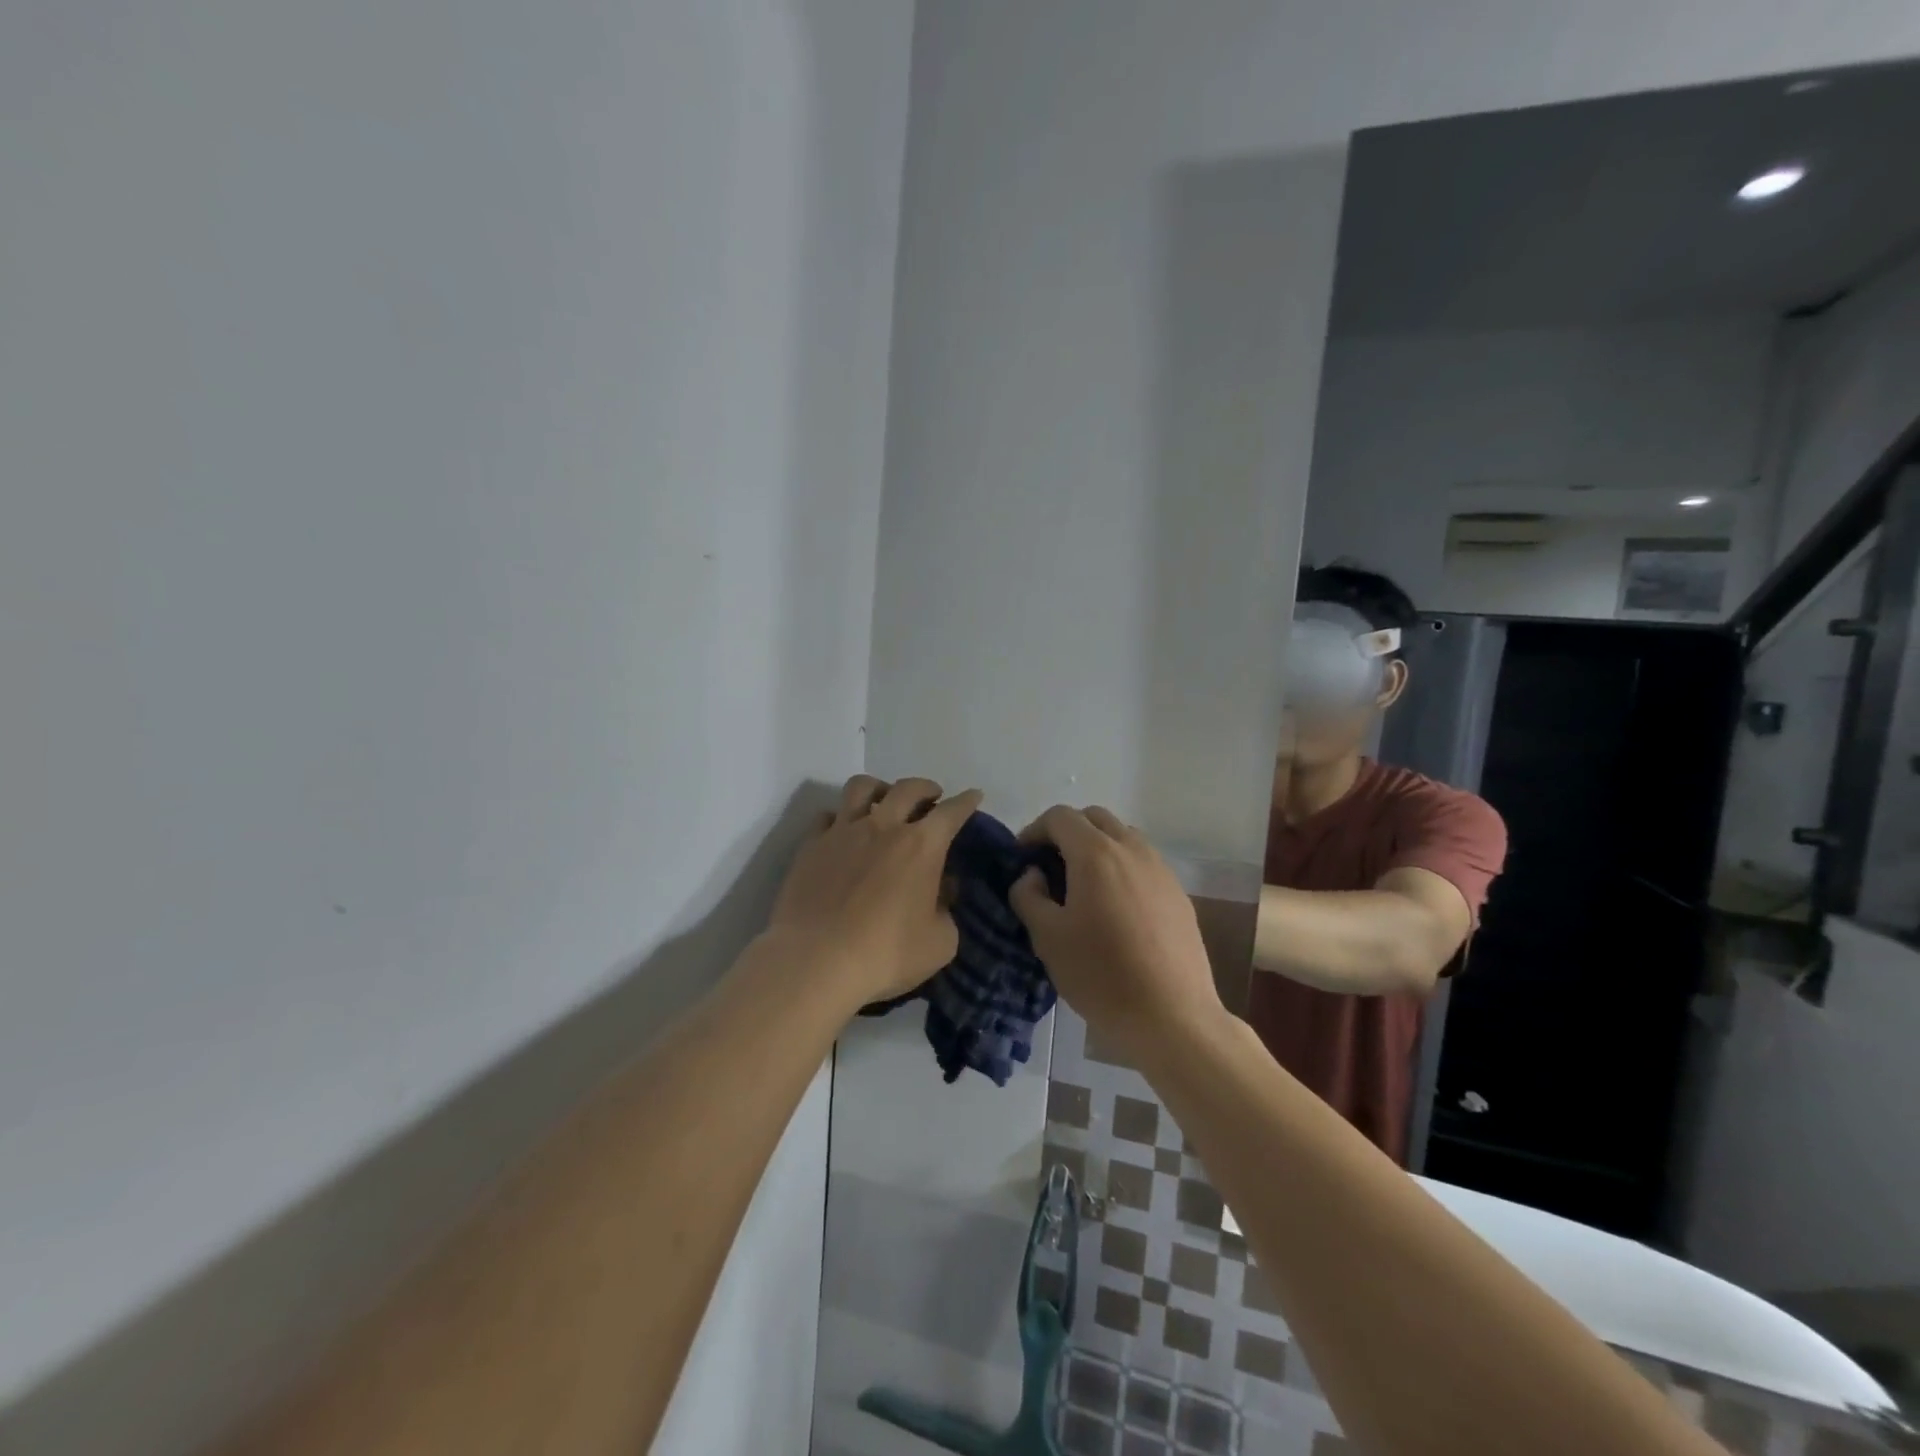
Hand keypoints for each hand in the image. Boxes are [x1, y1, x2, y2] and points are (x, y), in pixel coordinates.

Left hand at [767, 775, 982, 1006]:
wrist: (815, 961)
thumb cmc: (886, 955)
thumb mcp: (939, 943)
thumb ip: (946, 912)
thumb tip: (941, 892)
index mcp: (921, 846)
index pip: (951, 812)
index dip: (966, 801)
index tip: (974, 795)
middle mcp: (883, 827)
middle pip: (908, 788)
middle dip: (926, 787)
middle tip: (932, 797)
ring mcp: (843, 832)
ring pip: (862, 787)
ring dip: (880, 788)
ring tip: (884, 800)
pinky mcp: (811, 845)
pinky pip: (827, 816)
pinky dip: (840, 817)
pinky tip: (843, 831)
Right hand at [1009, 805, 1222, 1065]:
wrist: (1172, 1017)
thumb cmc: (1101, 975)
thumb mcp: (1047, 937)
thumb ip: (1029, 896)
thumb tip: (1032, 875)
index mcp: (1096, 854)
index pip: (1060, 816)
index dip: (1034, 830)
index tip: (1022, 859)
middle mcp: (1132, 849)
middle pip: (1094, 818)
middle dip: (1067, 832)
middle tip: (1050, 866)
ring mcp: (1161, 870)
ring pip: (1124, 836)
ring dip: (1098, 846)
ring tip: (1083, 886)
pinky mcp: (1178, 894)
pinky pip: (1144, 863)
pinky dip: (1122, 867)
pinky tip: (1115, 909)